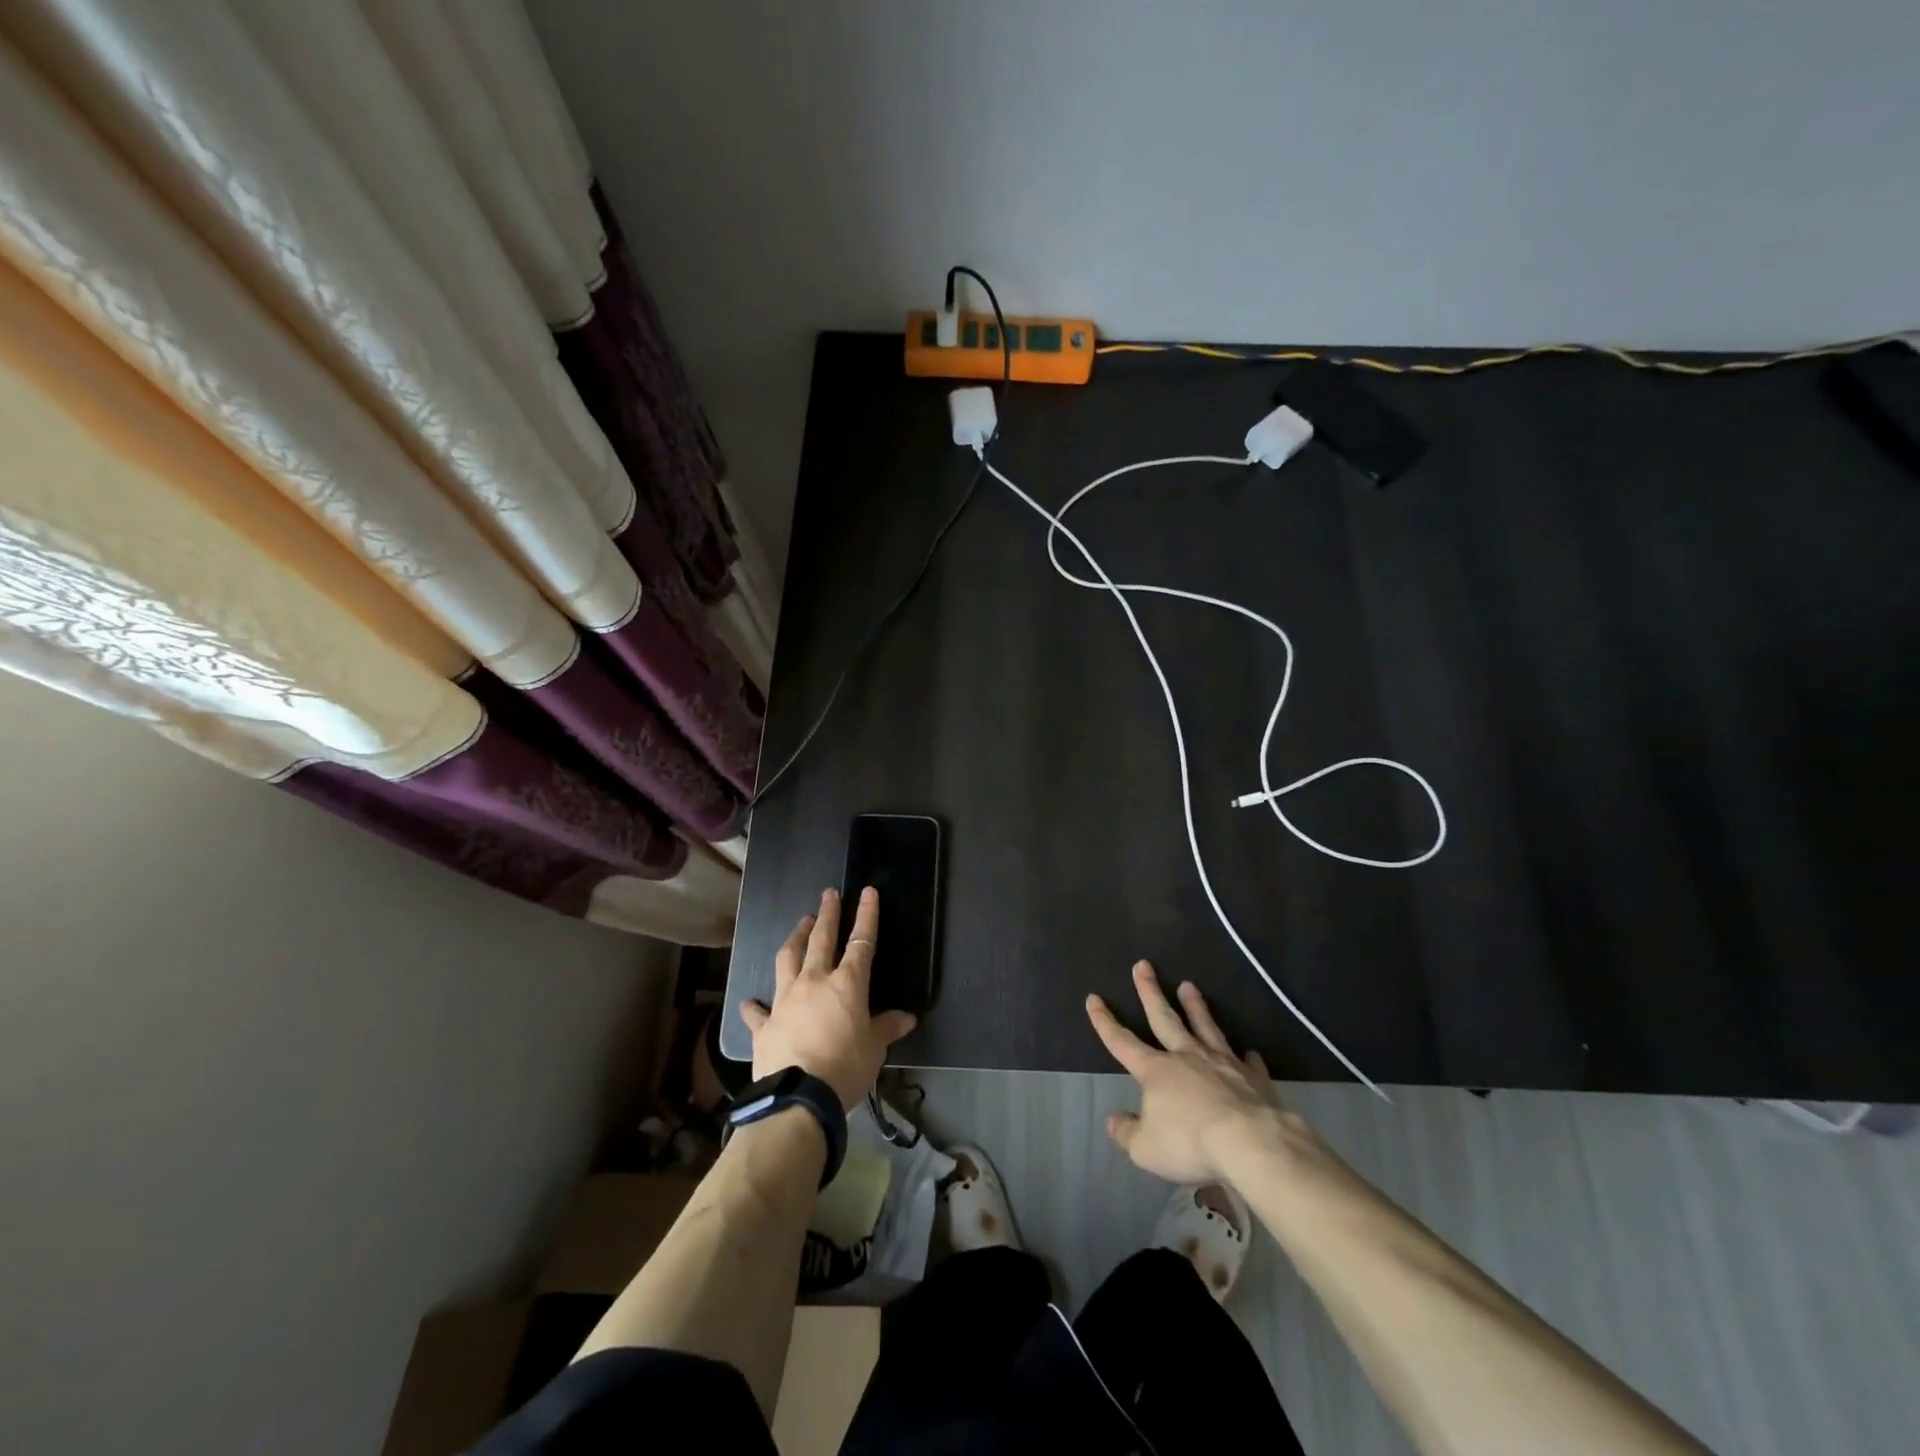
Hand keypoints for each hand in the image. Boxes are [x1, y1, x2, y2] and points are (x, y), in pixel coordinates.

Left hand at [741, 887, 916, 1109]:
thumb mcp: (875, 1049)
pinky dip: (755, 1005)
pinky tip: (750, 1001)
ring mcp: (784, 1000)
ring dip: (795, 938)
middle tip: (829, 894)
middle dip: (828, 914)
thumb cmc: (845, 1068)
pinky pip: (757, 1011)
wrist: (798, 1099)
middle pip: (821, 939)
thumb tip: (907, 1018)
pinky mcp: (764, 1025)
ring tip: (800, 924)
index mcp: (847, 984)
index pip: (861, 942)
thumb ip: (887, 1028)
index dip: (866, 916)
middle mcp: (814, 982)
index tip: (867, 892)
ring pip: (788, 959)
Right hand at [1087, 961, 1291, 1186]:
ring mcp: (1222, 1064)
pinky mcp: (1252, 1078)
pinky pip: (1246, 1062)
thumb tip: (1114, 1120)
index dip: (1105, 1022)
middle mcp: (1186, 1057)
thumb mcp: (1146, 1149)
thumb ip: (1127, 1133)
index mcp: (1156, 1071)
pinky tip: (1247, 1052)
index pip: (1122, 1042)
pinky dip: (1244, 1057)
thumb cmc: (1190, 1144)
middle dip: (1150, 992)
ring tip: (1189, 986)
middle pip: (1164, 1018)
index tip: (1093, 998)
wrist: (1251, 1143)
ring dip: (1196, 1007)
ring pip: (1205, 1028)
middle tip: (1143, 965)